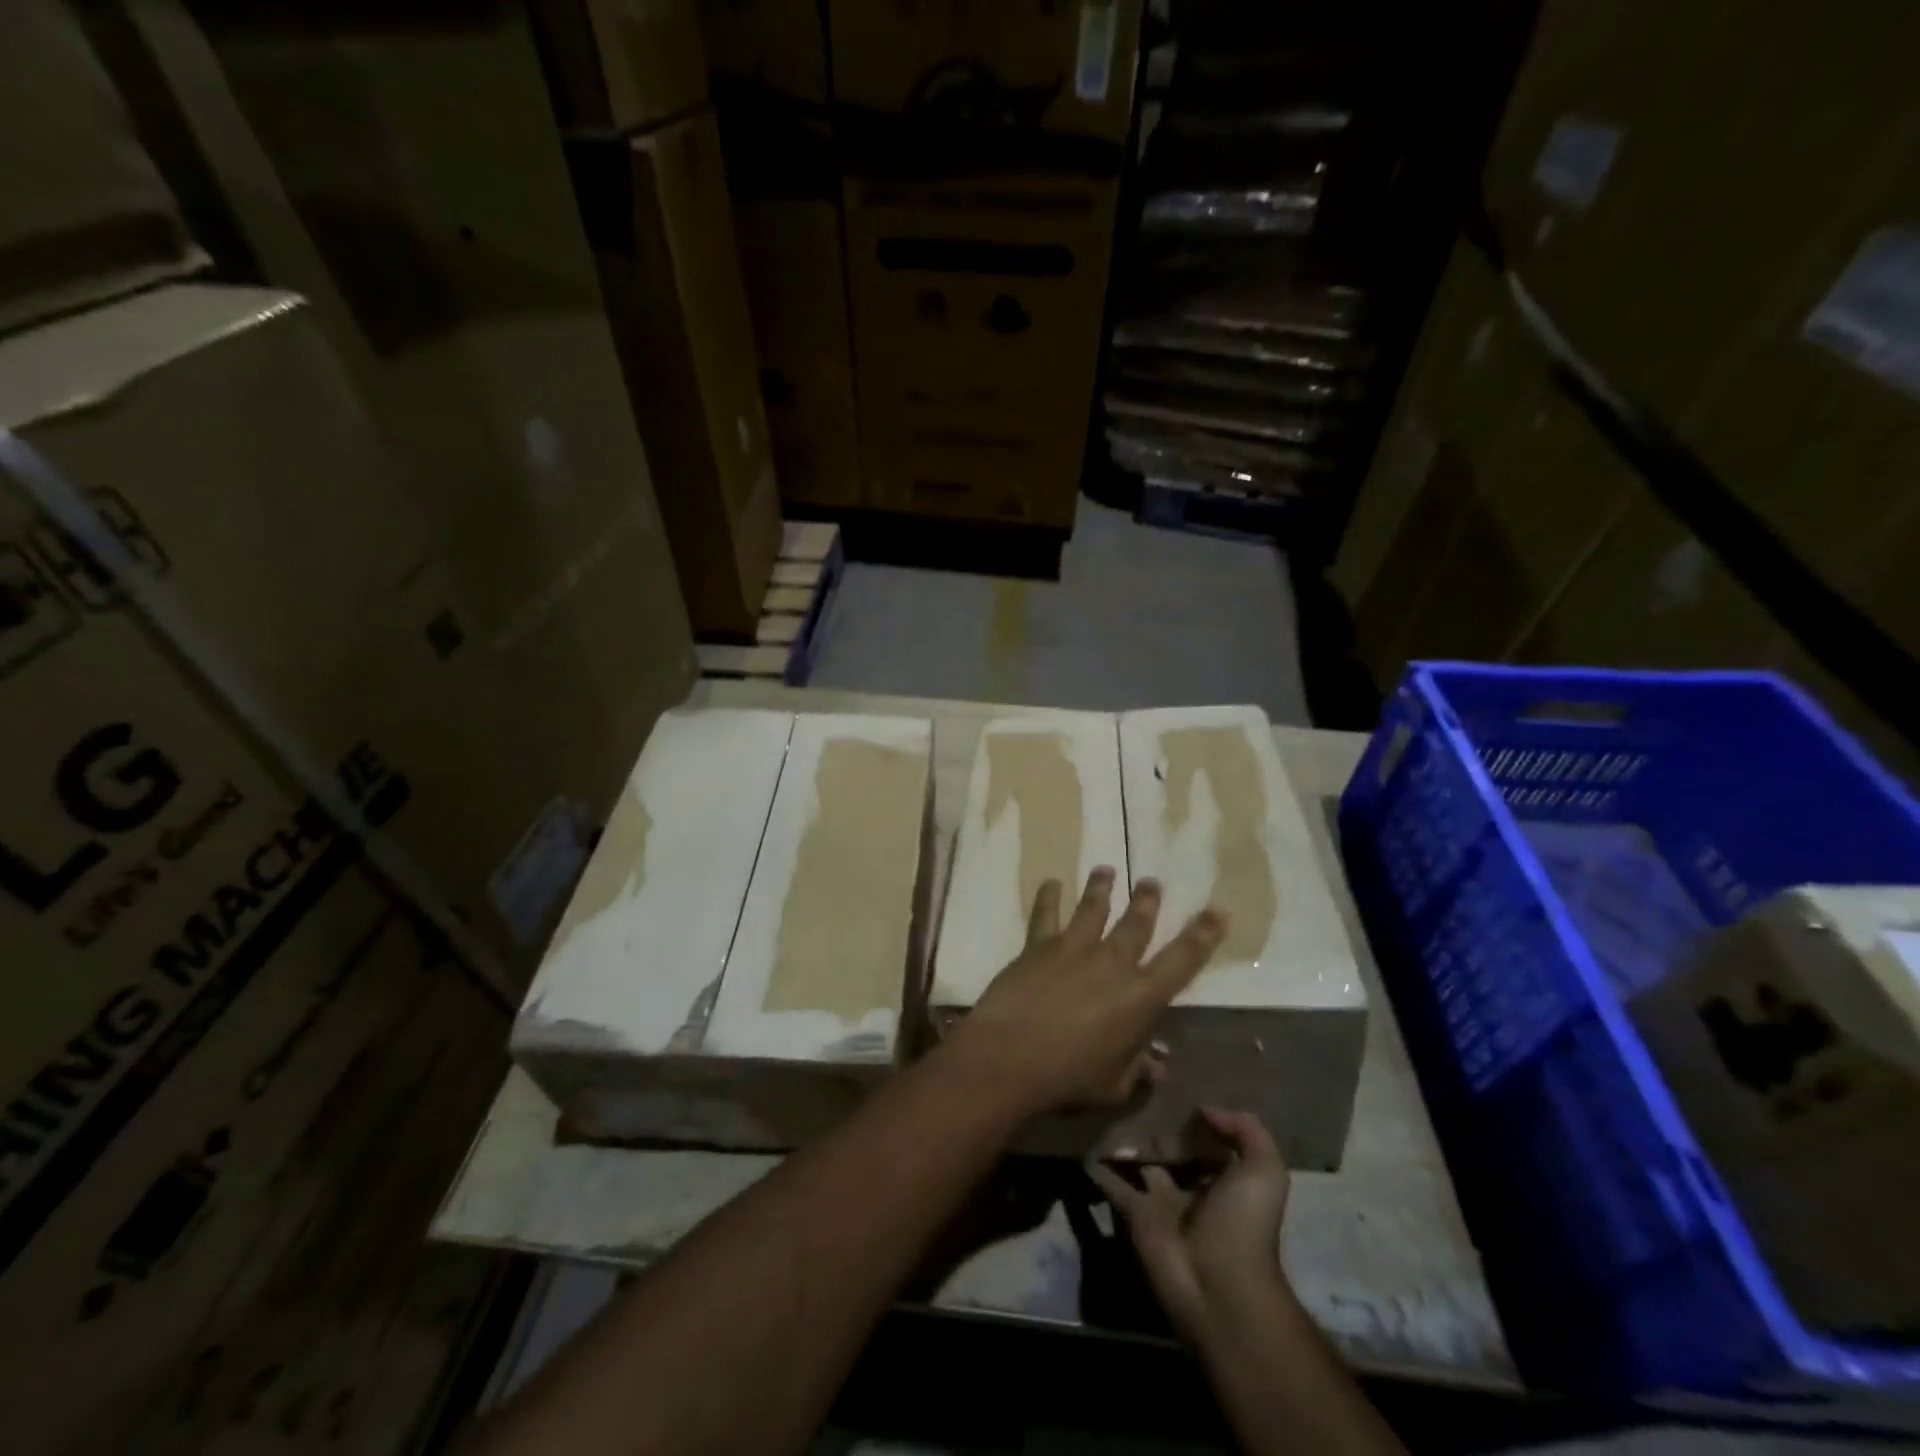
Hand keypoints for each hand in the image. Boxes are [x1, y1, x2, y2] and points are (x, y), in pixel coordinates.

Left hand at [939, 868, 1226, 1119]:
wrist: (1010, 1055)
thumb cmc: (1068, 1078)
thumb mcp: (1113, 1086)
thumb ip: (1136, 1070)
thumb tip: (1157, 1066)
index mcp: (1140, 997)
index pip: (1182, 960)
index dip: (1203, 935)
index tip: (1217, 910)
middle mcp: (1112, 963)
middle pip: (1135, 924)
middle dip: (1147, 901)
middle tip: (1152, 881)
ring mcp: (1073, 949)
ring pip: (1093, 909)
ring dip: (1101, 888)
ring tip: (1106, 870)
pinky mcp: (1039, 946)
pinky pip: (1045, 914)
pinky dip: (1049, 896)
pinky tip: (1051, 882)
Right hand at [1090, 1109, 1292, 1342]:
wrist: (1217, 1285)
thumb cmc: (1243, 1224)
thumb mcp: (1264, 1172)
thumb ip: (1245, 1130)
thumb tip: (1204, 1110)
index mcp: (1226, 1181)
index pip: (1208, 1142)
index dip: (1196, 1117)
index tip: (1173, 1084)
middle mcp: (1192, 1188)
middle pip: (1172, 1150)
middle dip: (1157, 1125)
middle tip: (1133, 1086)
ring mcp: (1161, 1202)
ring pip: (1140, 1163)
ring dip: (1125, 1140)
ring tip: (1105, 1103)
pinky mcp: (1134, 1213)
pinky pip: (1112, 1184)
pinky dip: (1098, 1167)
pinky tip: (1082, 1141)